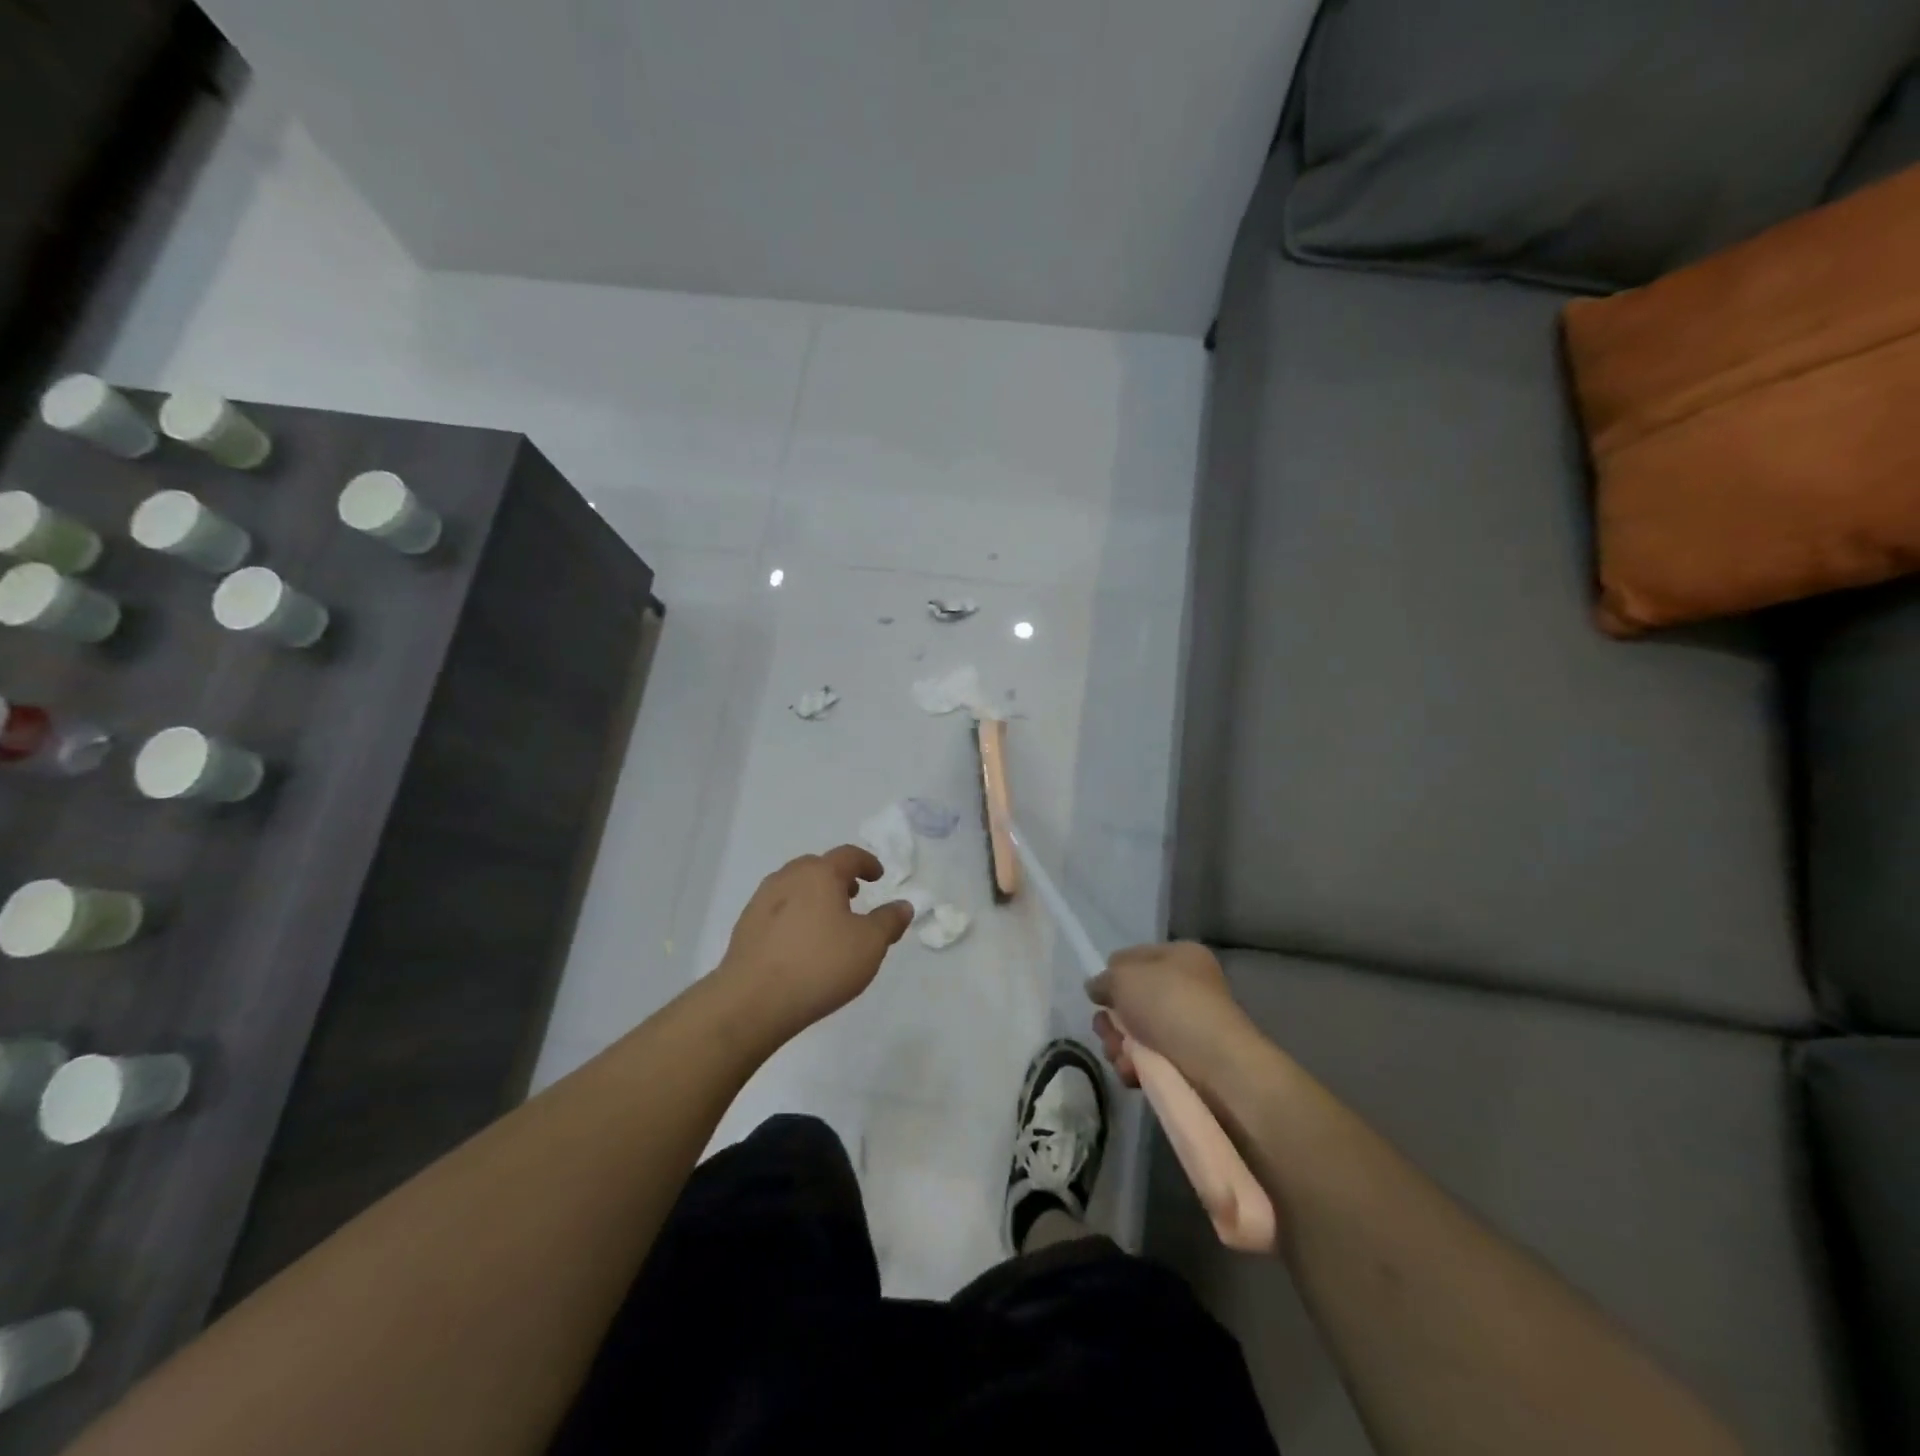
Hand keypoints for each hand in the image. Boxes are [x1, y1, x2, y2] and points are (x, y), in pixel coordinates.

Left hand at [714, 845, 913, 1040]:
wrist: (753, 1000)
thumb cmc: (820, 965)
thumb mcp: (869, 945)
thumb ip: (889, 921)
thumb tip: (903, 905)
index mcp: (820, 874)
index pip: (848, 855)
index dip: (867, 862)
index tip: (877, 876)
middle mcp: (788, 878)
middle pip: (816, 866)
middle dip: (837, 876)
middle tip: (852, 895)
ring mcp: (761, 901)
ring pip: (793, 886)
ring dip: (813, 894)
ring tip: (827, 919)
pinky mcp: (745, 927)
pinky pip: (776, 909)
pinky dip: (794, 914)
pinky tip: (800, 942)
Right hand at [1088, 941, 1259, 1086]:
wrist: (1214, 1065)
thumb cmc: (1168, 1004)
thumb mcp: (1123, 977)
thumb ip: (1103, 979)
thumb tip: (1097, 988)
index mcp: (1180, 957)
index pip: (1134, 958)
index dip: (1114, 974)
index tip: (1100, 994)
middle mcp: (1187, 989)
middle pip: (1132, 1002)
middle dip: (1112, 1019)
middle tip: (1105, 1029)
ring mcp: (1187, 1029)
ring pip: (1135, 1035)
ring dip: (1118, 1045)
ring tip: (1120, 1054)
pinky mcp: (1186, 1066)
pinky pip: (1148, 1063)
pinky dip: (1135, 1067)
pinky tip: (1133, 1072)